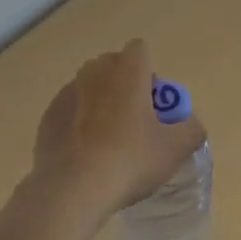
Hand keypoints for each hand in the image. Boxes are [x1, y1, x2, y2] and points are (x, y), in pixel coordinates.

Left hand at [29, 40, 206, 222]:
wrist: (73, 189)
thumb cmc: (130, 159)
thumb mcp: (176, 149)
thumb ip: (192, 129)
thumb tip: (191, 125)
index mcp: (128, 70)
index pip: (140, 50)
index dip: (149, 73)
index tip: (153, 104)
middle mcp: (96, 71)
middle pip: (114, 66)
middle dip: (124, 86)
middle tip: (134, 123)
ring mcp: (67, 92)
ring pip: (90, 88)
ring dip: (100, 104)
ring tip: (107, 143)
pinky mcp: (48, 116)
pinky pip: (70, 111)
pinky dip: (77, 124)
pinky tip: (84, 155)